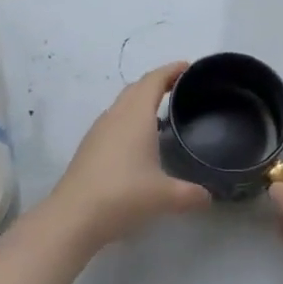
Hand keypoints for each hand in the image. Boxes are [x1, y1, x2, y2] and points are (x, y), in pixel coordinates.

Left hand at [46, 62, 211, 252]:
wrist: (73, 216)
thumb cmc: (123, 196)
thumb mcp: (165, 197)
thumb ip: (191, 195)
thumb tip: (209, 196)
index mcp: (136, 116)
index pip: (154, 80)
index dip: (171, 70)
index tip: (188, 67)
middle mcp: (116, 115)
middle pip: (137, 87)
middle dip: (157, 82)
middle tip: (179, 88)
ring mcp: (99, 130)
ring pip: (122, 104)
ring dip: (141, 101)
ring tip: (161, 113)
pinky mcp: (89, 147)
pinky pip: (114, 120)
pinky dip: (129, 118)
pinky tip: (137, 141)